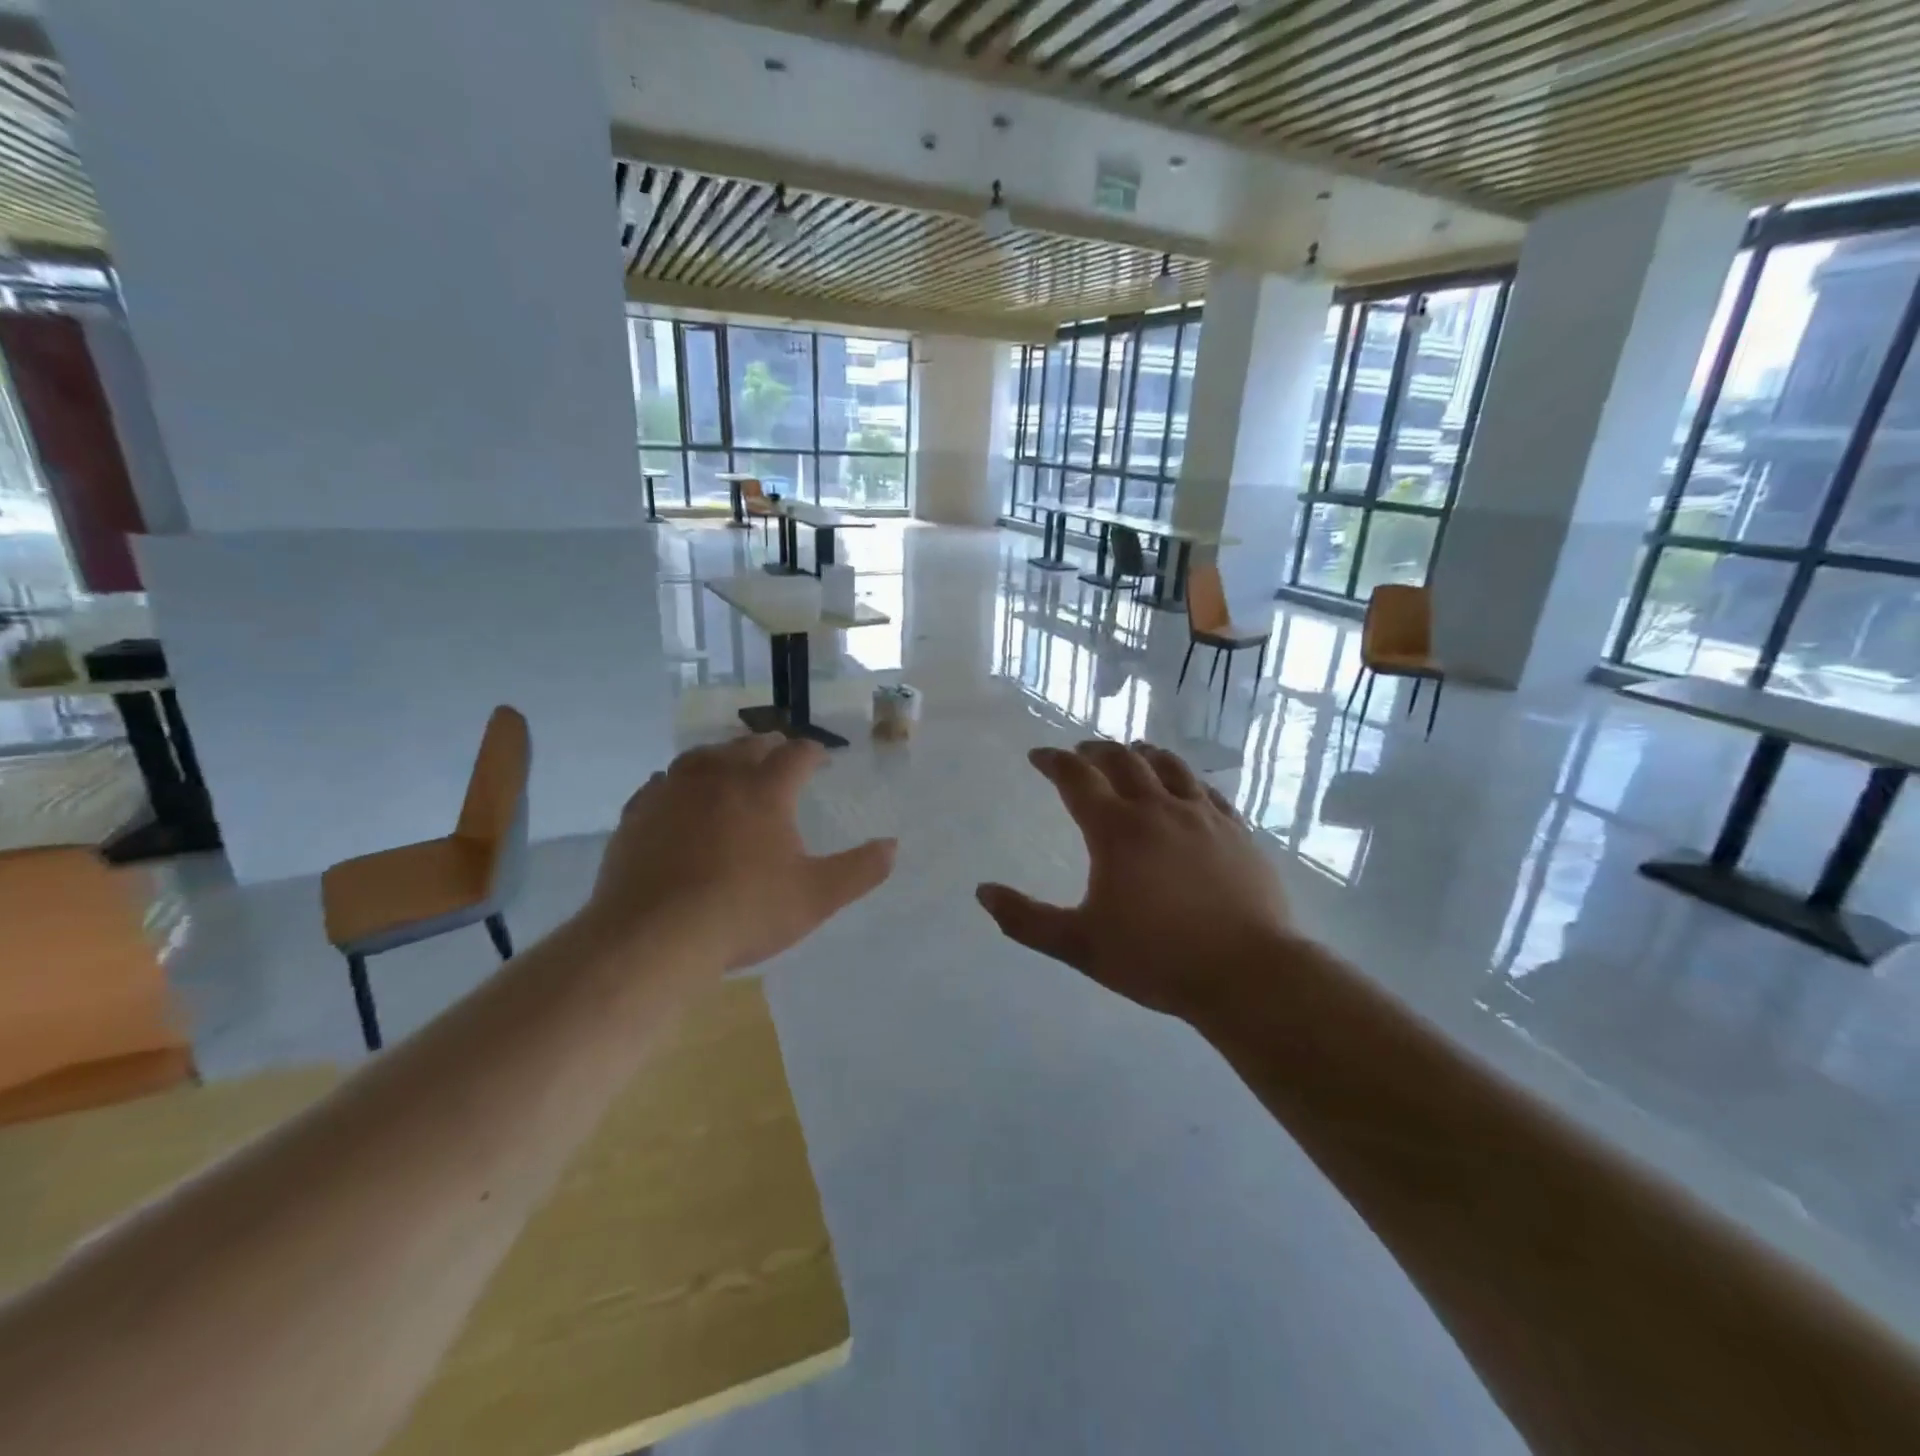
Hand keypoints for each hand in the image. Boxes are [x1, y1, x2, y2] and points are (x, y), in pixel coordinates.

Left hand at [587, 734, 895, 971]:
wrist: (654, 937)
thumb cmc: (744, 912)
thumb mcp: (816, 896)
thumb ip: (859, 870)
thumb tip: (893, 846)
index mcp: (764, 790)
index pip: (797, 754)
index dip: (814, 753)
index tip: (822, 760)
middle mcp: (719, 777)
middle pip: (748, 746)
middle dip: (769, 747)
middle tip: (779, 756)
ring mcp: (673, 792)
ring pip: (701, 757)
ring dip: (722, 757)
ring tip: (730, 767)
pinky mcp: (638, 814)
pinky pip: (661, 784)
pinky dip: (678, 784)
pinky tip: (678, 797)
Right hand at [976, 741, 1295, 1020]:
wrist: (1247, 974)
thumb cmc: (1157, 958)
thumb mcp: (1079, 945)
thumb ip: (1026, 920)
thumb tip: (983, 892)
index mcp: (1117, 830)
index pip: (1077, 778)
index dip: (1053, 762)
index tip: (1038, 755)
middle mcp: (1159, 809)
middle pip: (1124, 761)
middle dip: (1096, 750)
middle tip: (1081, 752)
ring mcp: (1204, 816)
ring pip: (1170, 766)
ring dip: (1143, 754)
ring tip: (1132, 752)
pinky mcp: (1237, 831)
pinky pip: (1208, 790)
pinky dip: (1186, 778)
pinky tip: (1186, 786)